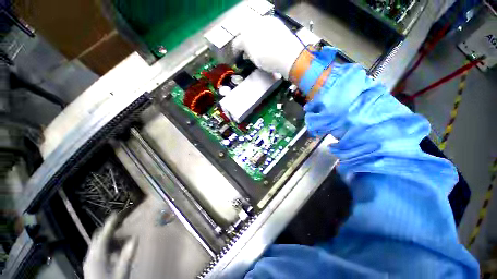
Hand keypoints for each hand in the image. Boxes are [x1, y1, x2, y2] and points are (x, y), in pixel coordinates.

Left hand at [84, 214, 137, 278]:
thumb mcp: (121, 272)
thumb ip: (127, 255)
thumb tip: (135, 238)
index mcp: (96, 257)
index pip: (103, 236)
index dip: (109, 224)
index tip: (115, 214)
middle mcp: (90, 257)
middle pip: (98, 239)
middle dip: (111, 233)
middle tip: (124, 232)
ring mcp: (89, 262)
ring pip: (98, 245)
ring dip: (110, 242)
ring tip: (122, 245)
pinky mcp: (90, 267)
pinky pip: (98, 252)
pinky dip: (107, 249)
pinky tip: (115, 254)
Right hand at [232, 16, 303, 78]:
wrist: (287, 55)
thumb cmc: (269, 61)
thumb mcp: (255, 60)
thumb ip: (248, 54)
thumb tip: (247, 52)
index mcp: (245, 37)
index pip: (236, 43)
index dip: (236, 51)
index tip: (238, 56)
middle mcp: (252, 25)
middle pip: (244, 32)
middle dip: (245, 41)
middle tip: (248, 50)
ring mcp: (264, 21)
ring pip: (255, 28)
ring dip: (254, 36)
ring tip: (258, 45)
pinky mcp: (274, 21)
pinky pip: (265, 26)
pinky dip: (264, 33)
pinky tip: (268, 40)